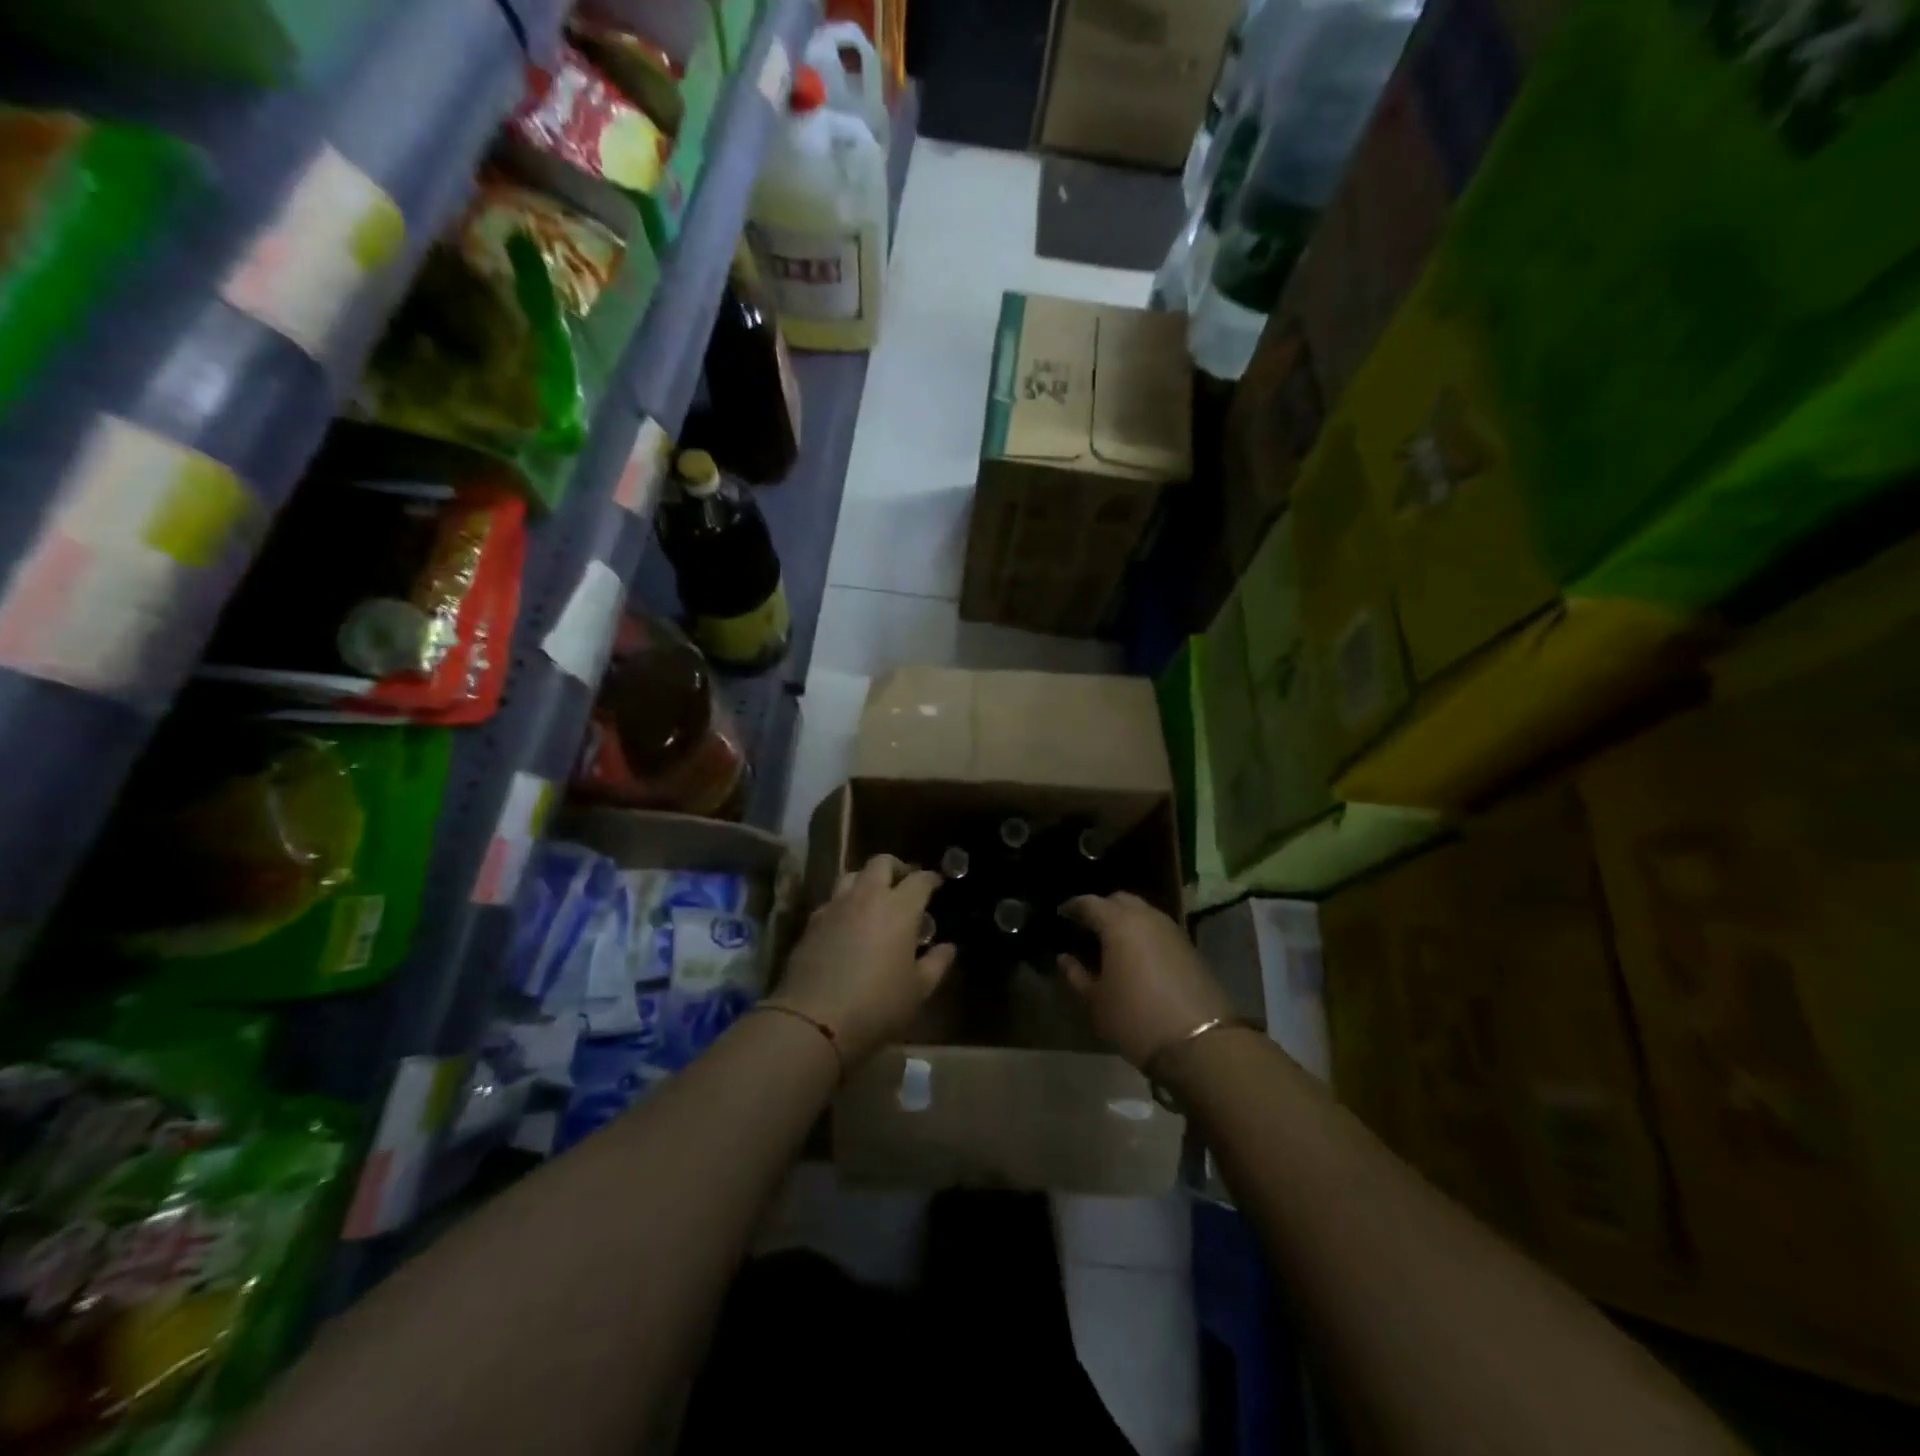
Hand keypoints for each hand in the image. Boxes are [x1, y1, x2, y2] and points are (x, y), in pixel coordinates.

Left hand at [771, 855, 955, 1067]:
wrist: (815, 1019)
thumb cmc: (878, 1004)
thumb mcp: (918, 990)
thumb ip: (937, 963)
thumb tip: (948, 947)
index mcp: (900, 908)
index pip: (920, 879)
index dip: (931, 879)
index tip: (937, 884)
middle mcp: (867, 897)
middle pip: (881, 863)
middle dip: (897, 868)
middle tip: (904, 884)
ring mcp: (836, 906)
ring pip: (852, 874)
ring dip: (867, 880)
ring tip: (874, 899)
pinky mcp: (812, 922)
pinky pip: (832, 900)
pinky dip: (844, 903)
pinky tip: (848, 923)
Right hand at [1058, 892, 1234, 1069]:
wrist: (1201, 1043)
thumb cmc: (1136, 1019)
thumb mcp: (1096, 1002)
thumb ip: (1076, 975)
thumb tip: (1064, 958)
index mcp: (1118, 923)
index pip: (1089, 903)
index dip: (1073, 907)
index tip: (1062, 914)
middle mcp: (1146, 917)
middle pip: (1120, 900)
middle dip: (1101, 908)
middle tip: (1087, 925)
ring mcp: (1172, 930)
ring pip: (1143, 912)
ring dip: (1125, 919)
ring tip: (1111, 940)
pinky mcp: (1189, 947)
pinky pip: (1158, 928)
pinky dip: (1143, 933)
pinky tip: (1136, 954)